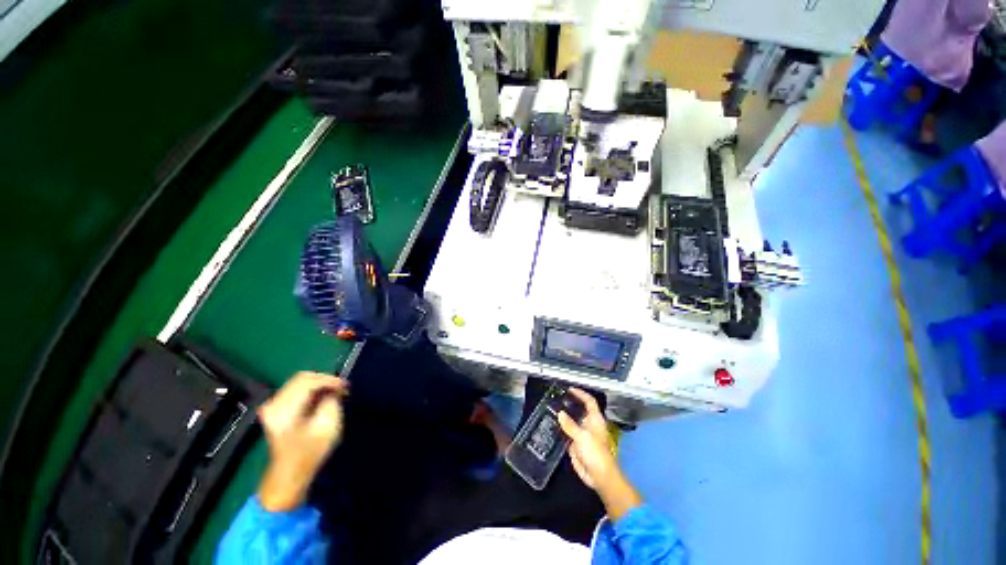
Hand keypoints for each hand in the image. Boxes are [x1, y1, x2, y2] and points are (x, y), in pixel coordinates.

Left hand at [257, 371, 347, 511]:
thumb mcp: (328, 427)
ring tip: (334, 392)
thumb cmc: (310, 453)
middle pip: (301, 378)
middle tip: (341, 388)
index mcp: (284, 410)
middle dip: (324, 380)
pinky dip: (311, 390)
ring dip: (318, 384)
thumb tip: (332, 390)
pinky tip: (322, 397)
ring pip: (298, 382)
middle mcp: (274, 404)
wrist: (289, 474)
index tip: (345, 385)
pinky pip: (295, 390)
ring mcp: (272, 406)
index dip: (329, 380)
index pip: (308, 382)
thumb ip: (331, 402)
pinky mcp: (275, 409)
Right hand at [557, 388, 640, 519]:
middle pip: (579, 410)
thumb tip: (560, 413)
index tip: (570, 389)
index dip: (581, 394)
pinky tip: (551, 424)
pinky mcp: (576, 445)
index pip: (589, 401)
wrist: (599, 477)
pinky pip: (567, 433)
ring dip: (564, 416)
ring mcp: (582, 434)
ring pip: (572, 421)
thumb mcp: (582, 437)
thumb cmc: (596, 453)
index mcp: (595, 420)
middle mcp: (589, 424)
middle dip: (570, 404)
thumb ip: (570, 425)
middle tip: (557, 398)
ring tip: (551, 408)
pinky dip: (560, 429)